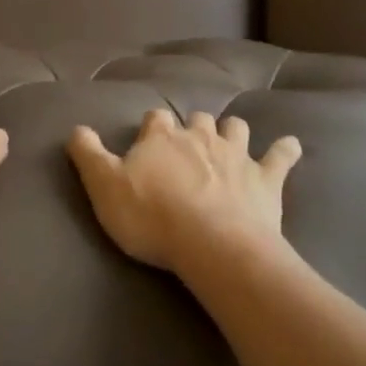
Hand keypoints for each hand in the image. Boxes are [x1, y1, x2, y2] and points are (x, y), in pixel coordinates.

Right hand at [67, 108, 300, 271]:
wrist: (212, 245)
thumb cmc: (152, 217)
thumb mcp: (104, 187)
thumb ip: (87, 155)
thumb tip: (75, 127)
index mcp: (161, 138)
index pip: (155, 120)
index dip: (153, 128)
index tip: (150, 139)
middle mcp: (199, 136)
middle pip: (197, 119)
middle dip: (194, 127)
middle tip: (190, 144)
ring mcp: (235, 154)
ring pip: (235, 128)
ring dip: (233, 132)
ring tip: (230, 141)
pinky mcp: (265, 178)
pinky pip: (280, 156)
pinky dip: (285, 150)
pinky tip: (290, 146)